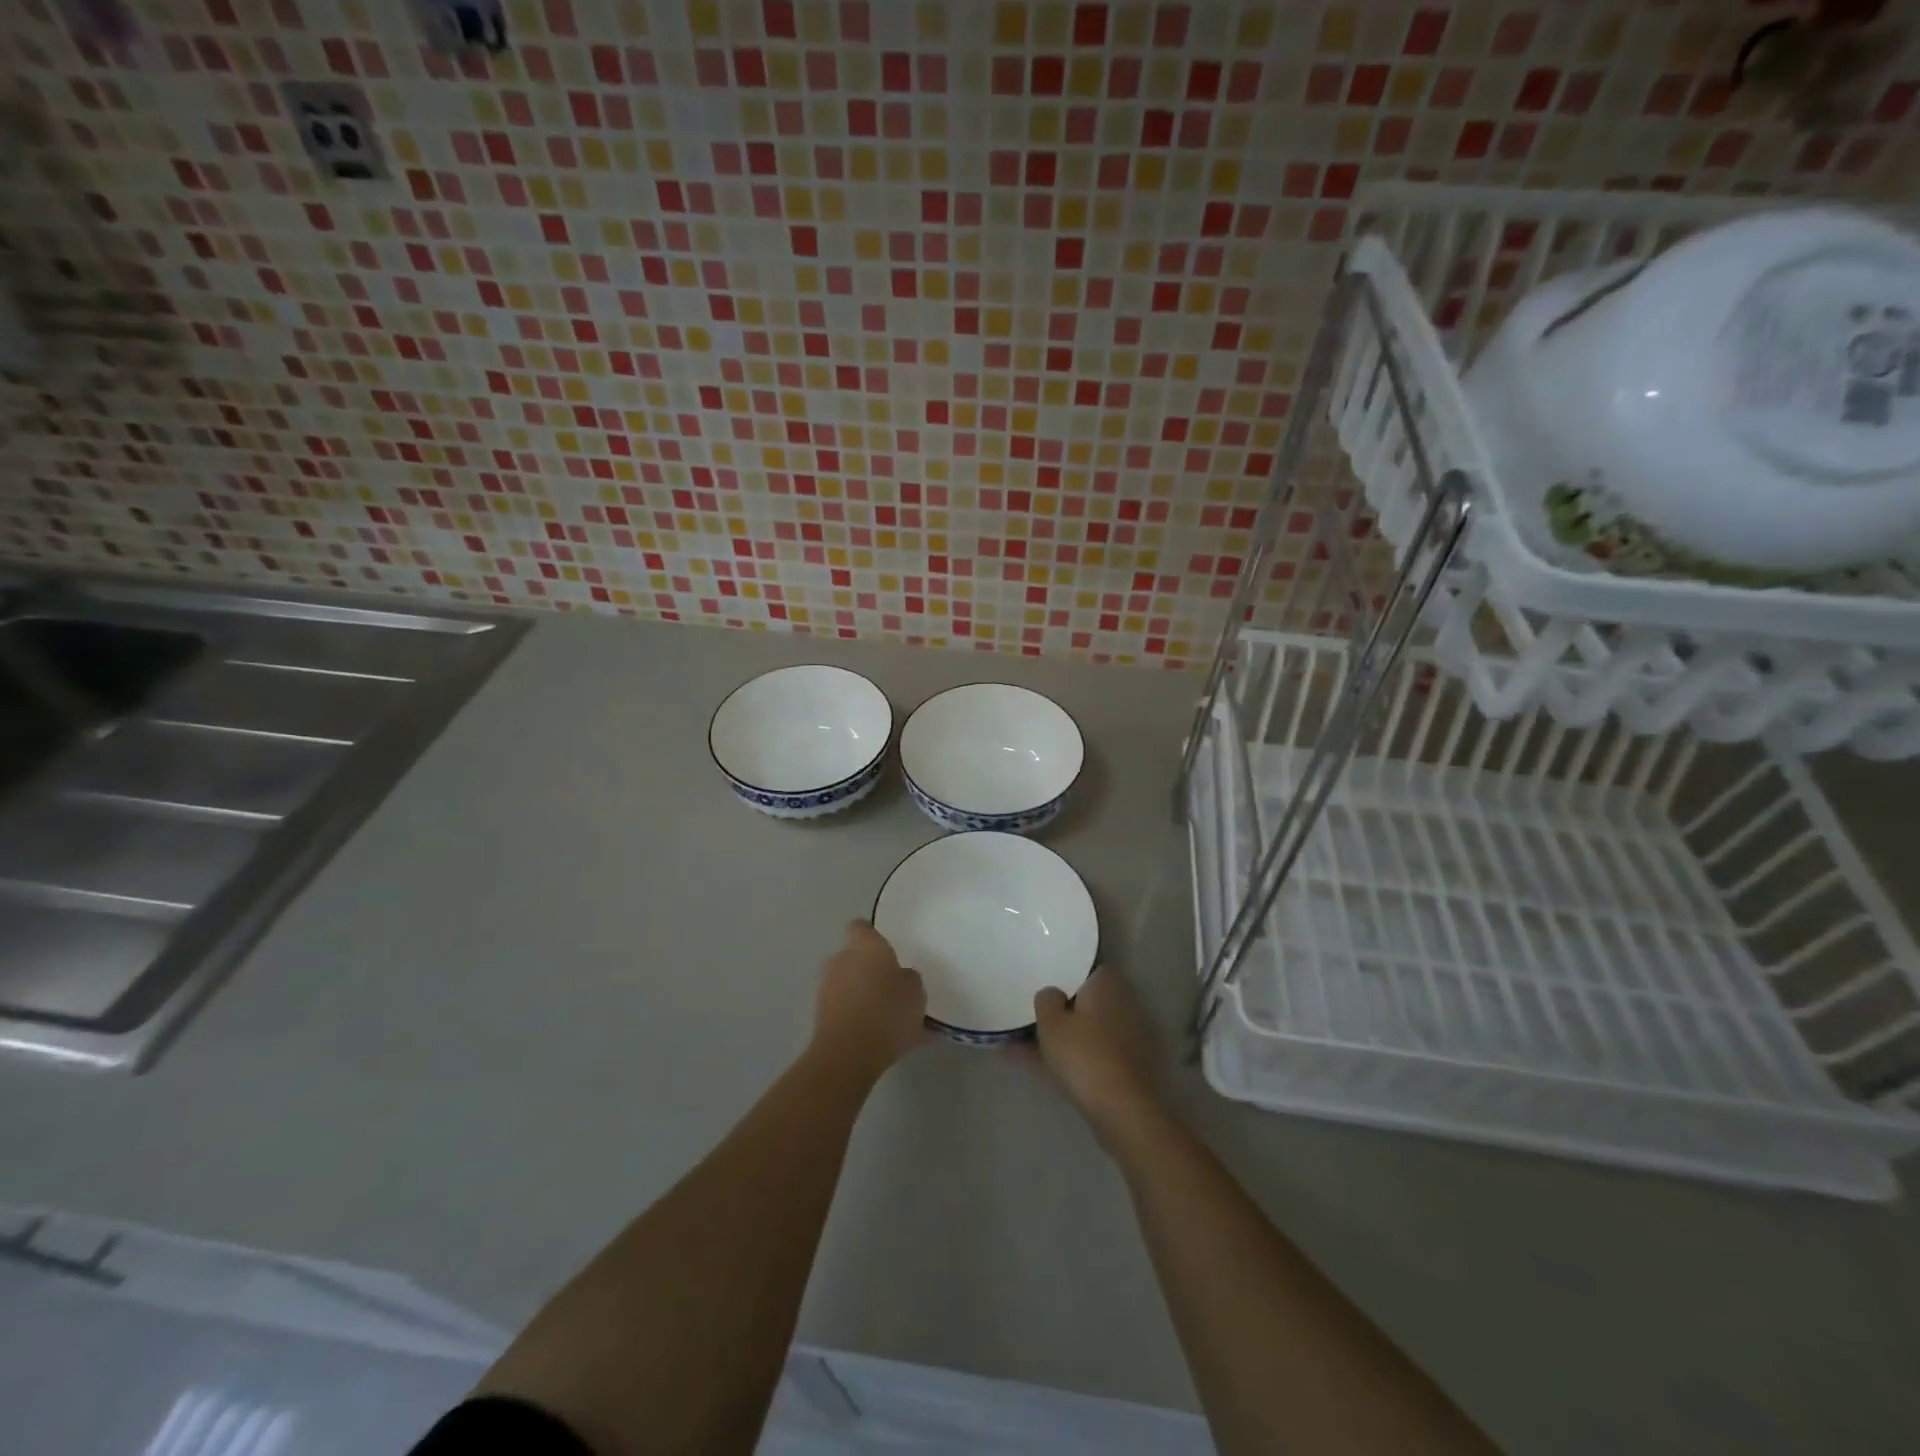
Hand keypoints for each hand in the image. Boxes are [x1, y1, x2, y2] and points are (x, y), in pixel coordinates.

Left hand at [811, 920, 928, 1080]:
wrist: (849, 1054)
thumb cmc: (887, 1011)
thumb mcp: (915, 991)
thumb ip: (908, 978)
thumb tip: (901, 977)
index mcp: (865, 946)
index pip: (861, 927)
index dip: (872, 936)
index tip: (886, 949)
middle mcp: (841, 959)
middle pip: (853, 956)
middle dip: (867, 968)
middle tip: (889, 985)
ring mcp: (826, 987)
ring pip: (846, 983)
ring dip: (860, 993)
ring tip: (884, 1015)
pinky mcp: (820, 1016)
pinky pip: (843, 1008)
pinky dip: (855, 1016)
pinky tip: (875, 1035)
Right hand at [1034, 967, 1163, 1147]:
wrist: (1122, 1109)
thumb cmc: (1084, 1054)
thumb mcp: (1051, 1022)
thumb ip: (1046, 999)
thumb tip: (1052, 993)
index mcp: (1106, 985)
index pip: (1087, 966)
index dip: (1065, 971)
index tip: (1044, 978)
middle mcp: (1120, 1005)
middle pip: (1084, 1000)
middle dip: (1059, 1008)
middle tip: (1029, 1012)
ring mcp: (1124, 1038)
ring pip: (1083, 1029)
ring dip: (1057, 1036)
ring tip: (1017, 1043)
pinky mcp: (1122, 1067)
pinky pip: (1086, 1052)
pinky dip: (1065, 1057)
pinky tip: (1034, 1066)